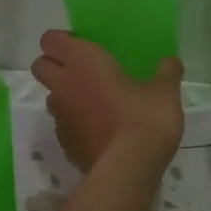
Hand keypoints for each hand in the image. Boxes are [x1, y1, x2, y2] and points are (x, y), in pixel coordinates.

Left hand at [31, 32, 183, 171]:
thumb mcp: (165, 93)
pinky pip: (63, 125)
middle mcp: (65, 85)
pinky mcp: (64, 144)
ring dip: (65, 95)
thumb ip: (166, 73)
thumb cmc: (145, 119)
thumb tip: (171, 62)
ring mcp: (61, 117)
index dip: (62, 40)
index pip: (51, 40)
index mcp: (84, 63)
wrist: (128, 169)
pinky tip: (98, 129)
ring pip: (51, 97)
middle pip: (40, 66)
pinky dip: (75, 123)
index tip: (84, 45)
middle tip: (83, 70)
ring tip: (93, 102)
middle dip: (54, 64)